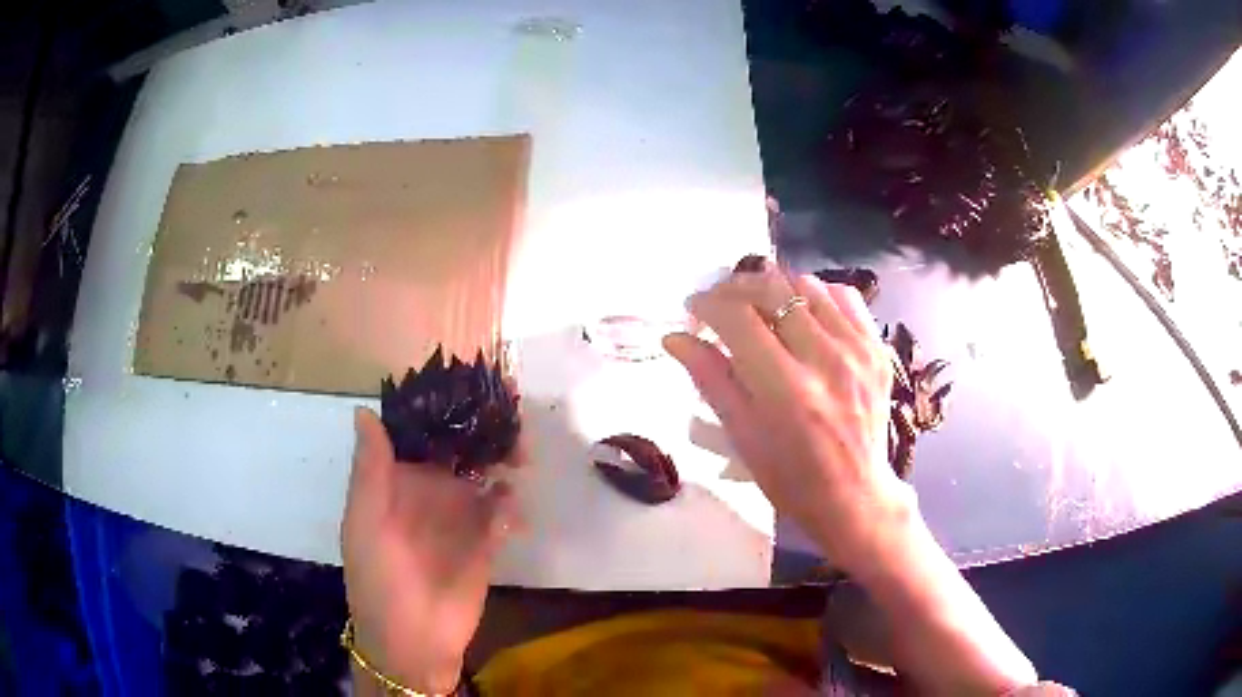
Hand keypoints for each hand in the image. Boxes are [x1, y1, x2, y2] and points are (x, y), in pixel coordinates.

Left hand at [341, 407, 516, 693]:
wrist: (413, 642)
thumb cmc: (378, 580)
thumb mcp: (364, 525)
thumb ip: (370, 472)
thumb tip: (364, 411)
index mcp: (397, 480)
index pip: (419, 432)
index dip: (440, 407)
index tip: (466, 384)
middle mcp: (430, 490)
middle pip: (461, 447)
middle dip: (484, 429)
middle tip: (511, 416)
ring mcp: (460, 516)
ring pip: (486, 473)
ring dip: (505, 460)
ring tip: (521, 459)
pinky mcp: (486, 542)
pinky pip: (503, 513)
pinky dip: (510, 507)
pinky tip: (510, 516)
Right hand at [664, 261, 911, 573]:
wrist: (855, 495)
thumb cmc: (791, 478)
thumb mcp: (742, 436)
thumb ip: (711, 379)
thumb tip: (674, 337)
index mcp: (786, 389)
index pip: (738, 317)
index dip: (707, 304)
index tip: (694, 310)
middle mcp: (825, 359)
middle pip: (771, 288)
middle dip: (735, 288)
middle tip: (721, 305)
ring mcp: (857, 349)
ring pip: (806, 285)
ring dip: (774, 290)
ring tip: (761, 310)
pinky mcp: (877, 348)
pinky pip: (844, 296)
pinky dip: (816, 296)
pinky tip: (803, 316)